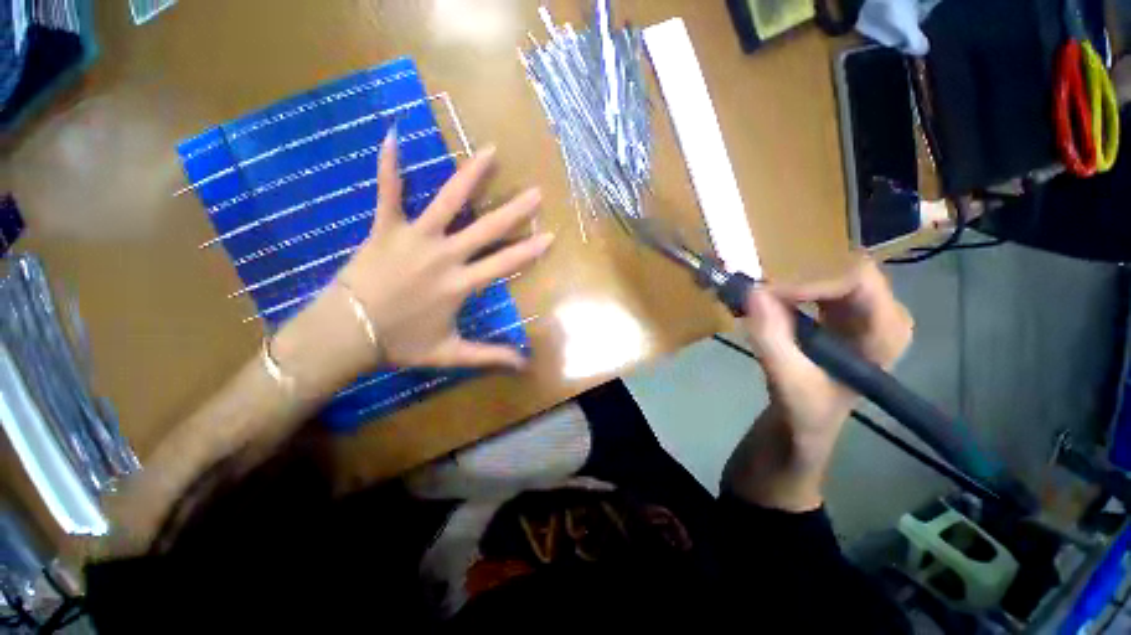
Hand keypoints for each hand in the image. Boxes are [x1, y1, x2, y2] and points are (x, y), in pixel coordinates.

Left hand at [336, 129, 552, 369]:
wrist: (346, 334)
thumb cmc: (400, 344)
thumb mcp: (450, 353)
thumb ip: (490, 356)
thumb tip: (525, 365)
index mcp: (461, 284)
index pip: (504, 263)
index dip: (529, 250)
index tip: (550, 235)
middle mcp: (444, 256)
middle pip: (486, 229)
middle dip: (515, 211)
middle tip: (536, 192)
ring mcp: (415, 238)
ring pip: (447, 201)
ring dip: (470, 176)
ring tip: (489, 152)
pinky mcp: (385, 228)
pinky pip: (388, 192)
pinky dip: (390, 165)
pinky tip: (393, 134)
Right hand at [743, 258, 912, 454]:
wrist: (808, 421)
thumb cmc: (806, 408)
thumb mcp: (787, 379)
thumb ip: (771, 338)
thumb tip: (752, 293)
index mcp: (887, 333)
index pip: (858, 282)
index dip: (812, 281)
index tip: (769, 294)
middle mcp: (884, 314)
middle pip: (844, 269)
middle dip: (801, 275)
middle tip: (761, 290)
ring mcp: (867, 312)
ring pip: (832, 272)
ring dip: (795, 280)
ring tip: (763, 295)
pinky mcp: (846, 313)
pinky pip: (821, 283)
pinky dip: (793, 288)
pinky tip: (773, 301)